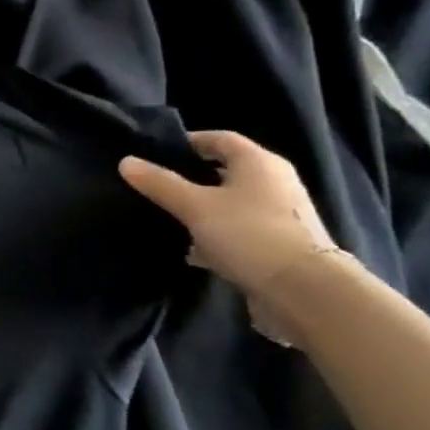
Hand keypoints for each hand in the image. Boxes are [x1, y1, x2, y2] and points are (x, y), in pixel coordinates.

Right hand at [119, 130, 337, 296]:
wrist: (304, 291)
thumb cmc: (248, 234)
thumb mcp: (194, 206)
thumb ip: (160, 183)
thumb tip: (126, 161)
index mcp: (259, 163)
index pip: (219, 139)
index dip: (188, 142)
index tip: (155, 153)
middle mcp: (274, 183)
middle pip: (225, 171)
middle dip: (191, 177)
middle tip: (156, 185)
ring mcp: (279, 215)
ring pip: (230, 202)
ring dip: (202, 208)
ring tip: (167, 218)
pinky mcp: (278, 244)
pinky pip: (238, 229)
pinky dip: (215, 234)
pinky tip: (191, 250)